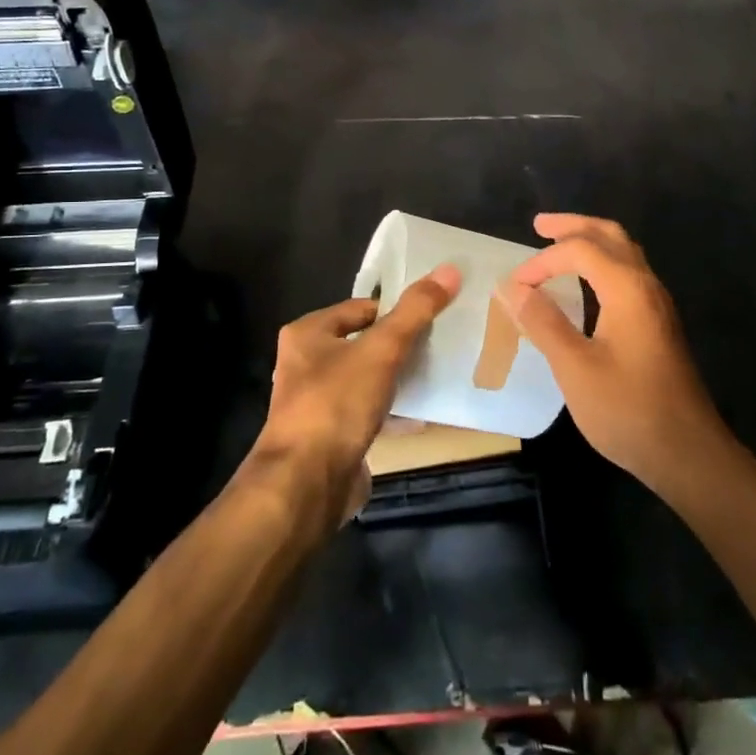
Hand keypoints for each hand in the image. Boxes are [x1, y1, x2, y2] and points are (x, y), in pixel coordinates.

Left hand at [253, 265, 460, 524]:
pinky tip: (421, 414)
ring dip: (396, 378)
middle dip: (399, 345)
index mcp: (307, 334)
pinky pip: (368, 412)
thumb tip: (450, 269)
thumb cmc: (336, 404)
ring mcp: (316, 402)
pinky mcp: (330, 436)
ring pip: (367, 378)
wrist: (305, 485)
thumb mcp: (381, 350)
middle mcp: (306, 364)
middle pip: (363, 343)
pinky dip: (392, 410)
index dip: (395, 309)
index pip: (360, 308)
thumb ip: (415, 312)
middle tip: (439, 343)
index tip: (432, 315)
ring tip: (436, 373)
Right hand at [498, 215, 731, 496]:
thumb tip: (513, 288)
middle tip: (539, 226)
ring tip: (558, 246)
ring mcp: (657, 305)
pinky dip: (601, 264)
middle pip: (610, 236)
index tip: (515, 286)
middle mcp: (646, 285)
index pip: (580, 250)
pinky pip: (628, 275)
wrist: (687, 452)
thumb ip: (543, 323)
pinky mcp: (659, 324)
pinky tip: (586, 284)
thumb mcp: (575, 367)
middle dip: (573, 226)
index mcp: (628, 288)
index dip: (542, 261)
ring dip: (590, 242)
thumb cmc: (628, 409)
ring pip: (624, 253)